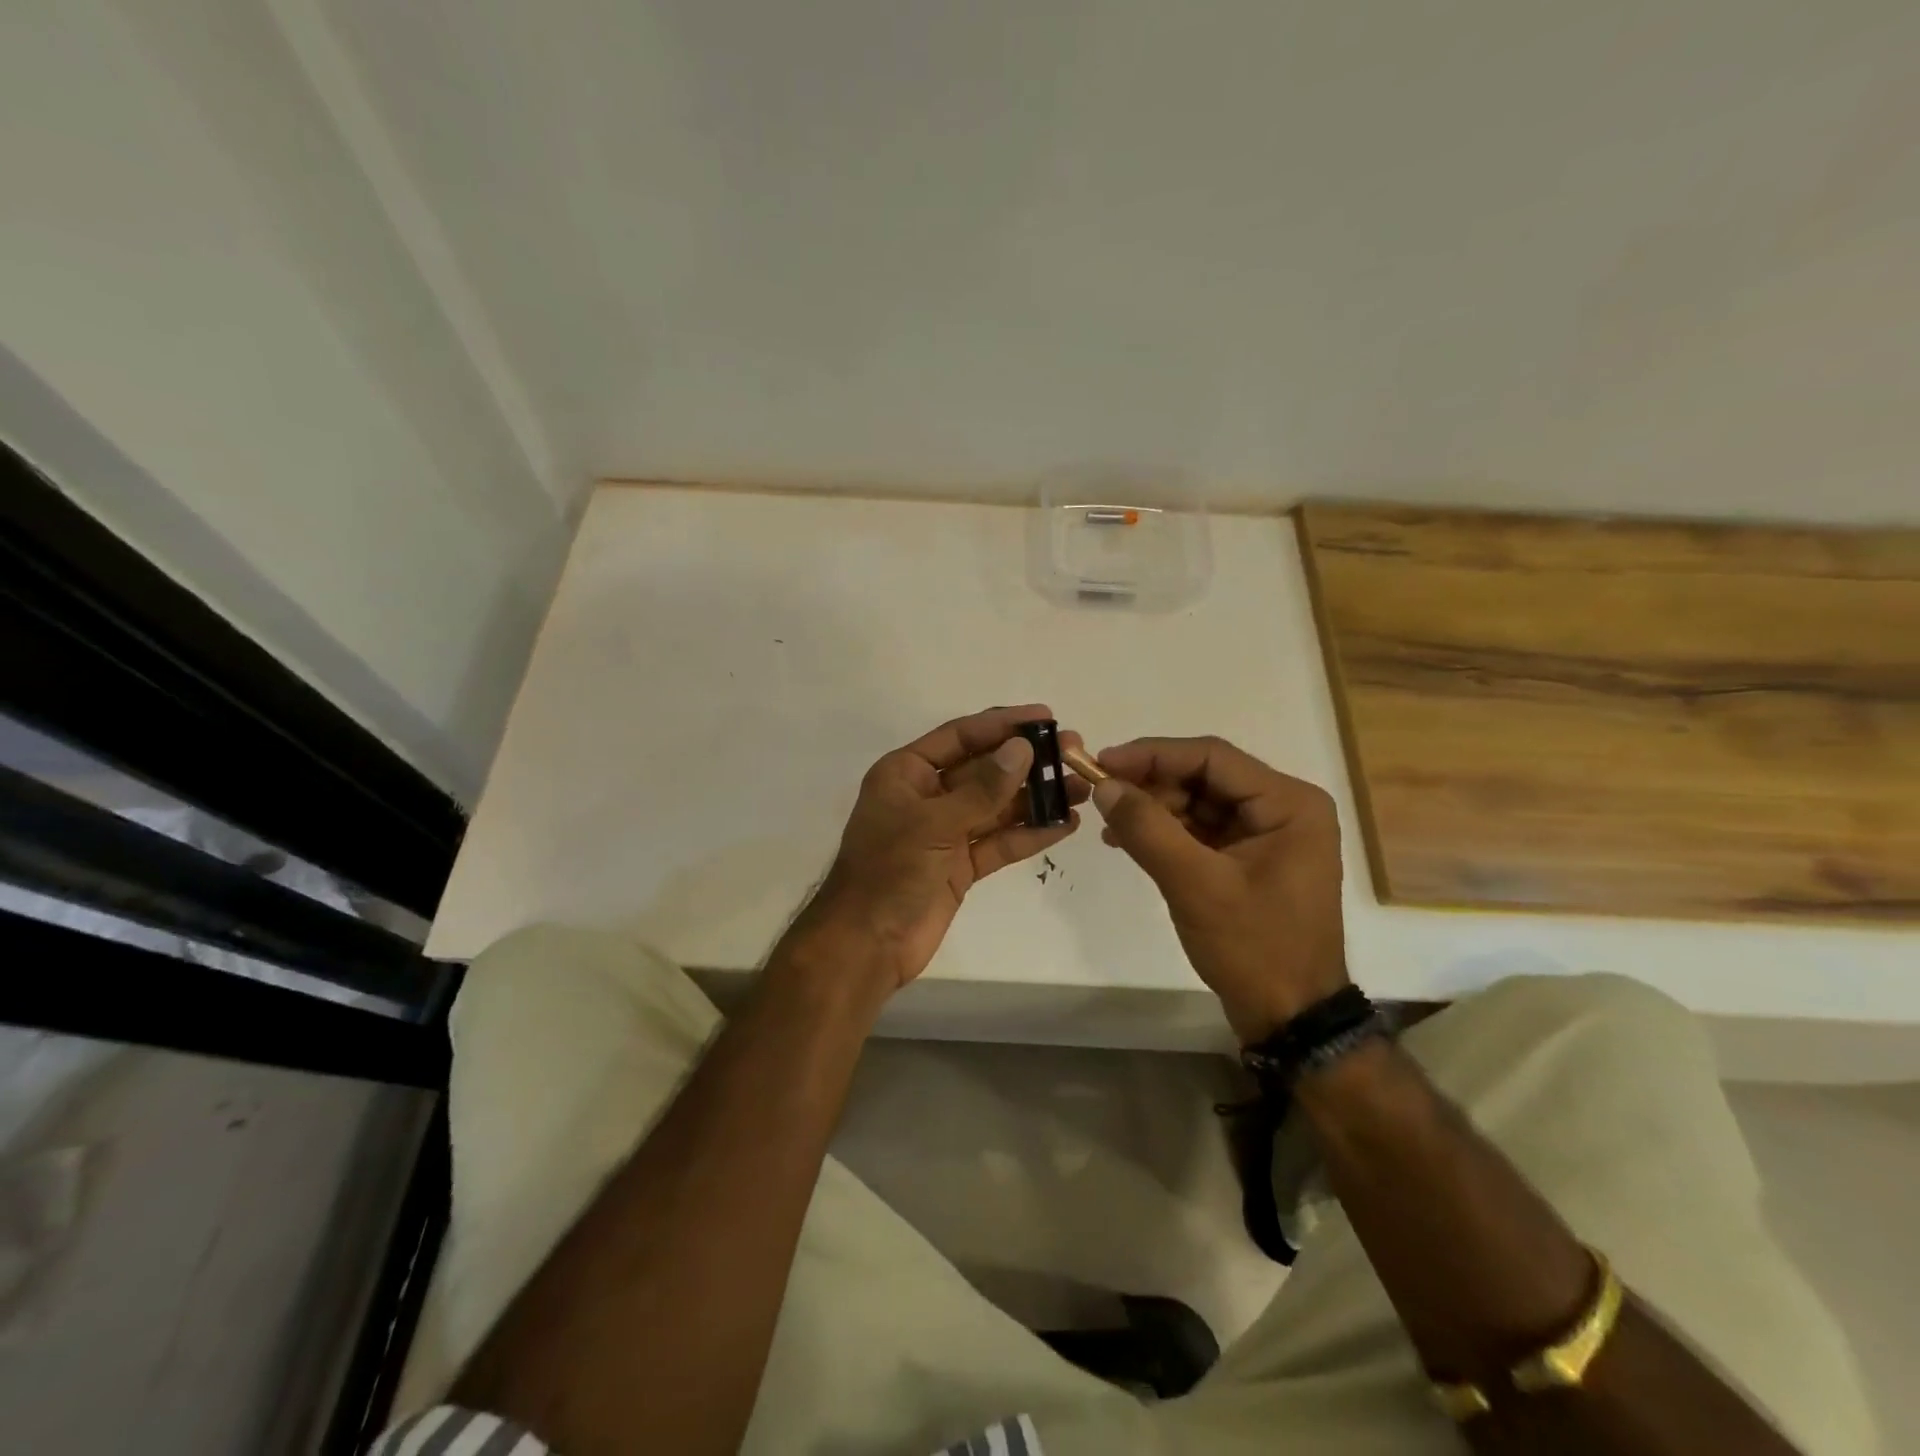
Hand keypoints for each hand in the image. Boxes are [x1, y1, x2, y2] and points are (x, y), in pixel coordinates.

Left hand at [779, 705, 1084, 996]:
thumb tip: (1022, 748)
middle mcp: (927, 796)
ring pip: (997, 806)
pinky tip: (1065, 825)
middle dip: (1027, 761)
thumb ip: (982, 789)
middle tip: (1073, 750)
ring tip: (1080, 787)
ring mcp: (945, 832)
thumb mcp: (934, 823)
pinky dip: (1029, 834)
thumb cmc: (889, 871)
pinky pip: (999, 842)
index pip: (960, 736)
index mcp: (906, 773)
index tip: (1045, 716)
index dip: (1002, 724)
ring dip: (1036, 797)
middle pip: (984, 769)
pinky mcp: (961, 865)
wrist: (866, 945)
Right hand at [1083, 735, 1348, 1043]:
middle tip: (1101, 795)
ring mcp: (1267, 834)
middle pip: (1204, 776)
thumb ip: (1148, 829)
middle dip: (1150, 784)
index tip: (1102, 762)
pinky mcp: (1249, 858)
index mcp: (1288, 803)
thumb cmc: (1254, 948)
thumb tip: (1104, 785)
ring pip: (1197, 801)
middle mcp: (1282, 808)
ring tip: (1110, 824)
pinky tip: (1127, 840)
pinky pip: (1200, 830)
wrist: (1290, 1018)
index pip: (1211, 757)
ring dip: (1153, 809)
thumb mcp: (1195, 885)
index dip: (1152, 754)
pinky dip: (1165, 832)